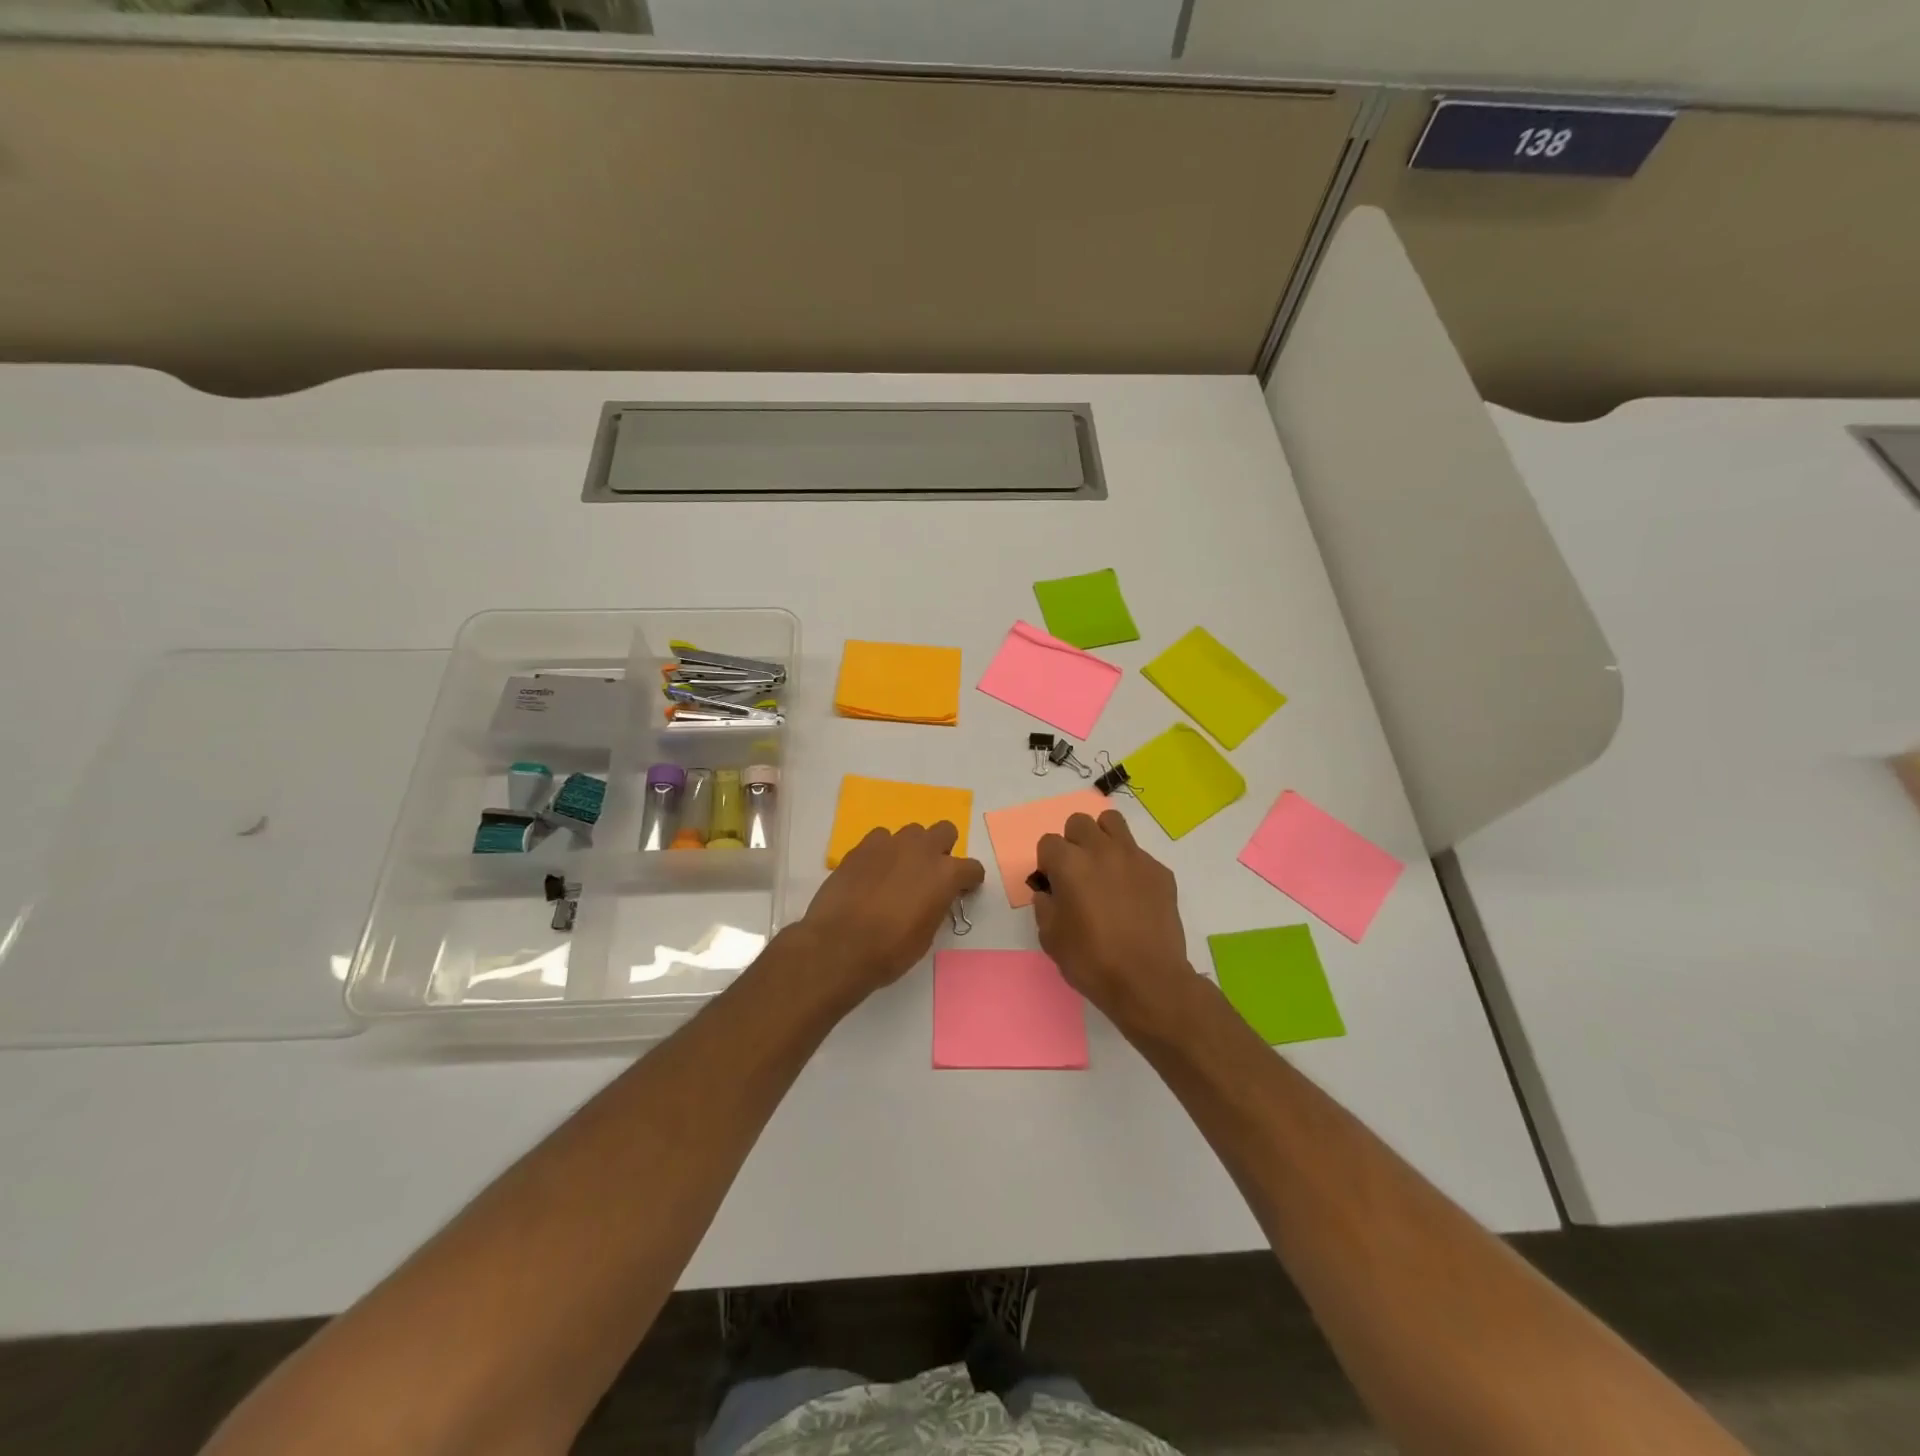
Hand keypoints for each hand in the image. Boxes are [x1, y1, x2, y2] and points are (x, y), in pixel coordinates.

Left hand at [797, 822, 985, 1002]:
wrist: (839, 946)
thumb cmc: (890, 950)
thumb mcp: (926, 935)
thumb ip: (936, 906)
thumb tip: (933, 898)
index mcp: (945, 874)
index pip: (972, 868)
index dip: (969, 881)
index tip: (961, 891)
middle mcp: (922, 850)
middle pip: (945, 830)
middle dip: (943, 848)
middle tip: (930, 874)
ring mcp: (890, 843)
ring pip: (912, 832)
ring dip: (911, 848)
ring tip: (897, 872)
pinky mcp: (862, 846)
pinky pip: (880, 838)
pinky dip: (882, 851)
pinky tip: (873, 872)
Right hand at [1034, 810, 1194, 1028]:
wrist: (1148, 980)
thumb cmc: (1092, 961)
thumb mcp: (1051, 938)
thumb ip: (1045, 907)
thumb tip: (1049, 893)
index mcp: (1069, 863)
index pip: (1048, 842)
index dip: (1047, 863)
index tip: (1053, 885)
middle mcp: (1101, 850)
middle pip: (1079, 822)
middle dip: (1072, 842)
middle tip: (1077, 872)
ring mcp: (1134, 857)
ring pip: (1112, 823)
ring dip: (1102, 838)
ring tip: (1104, 868)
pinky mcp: (1160, 871)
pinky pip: (1139, 853)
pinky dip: (1130, 865)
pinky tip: (1132, 895)